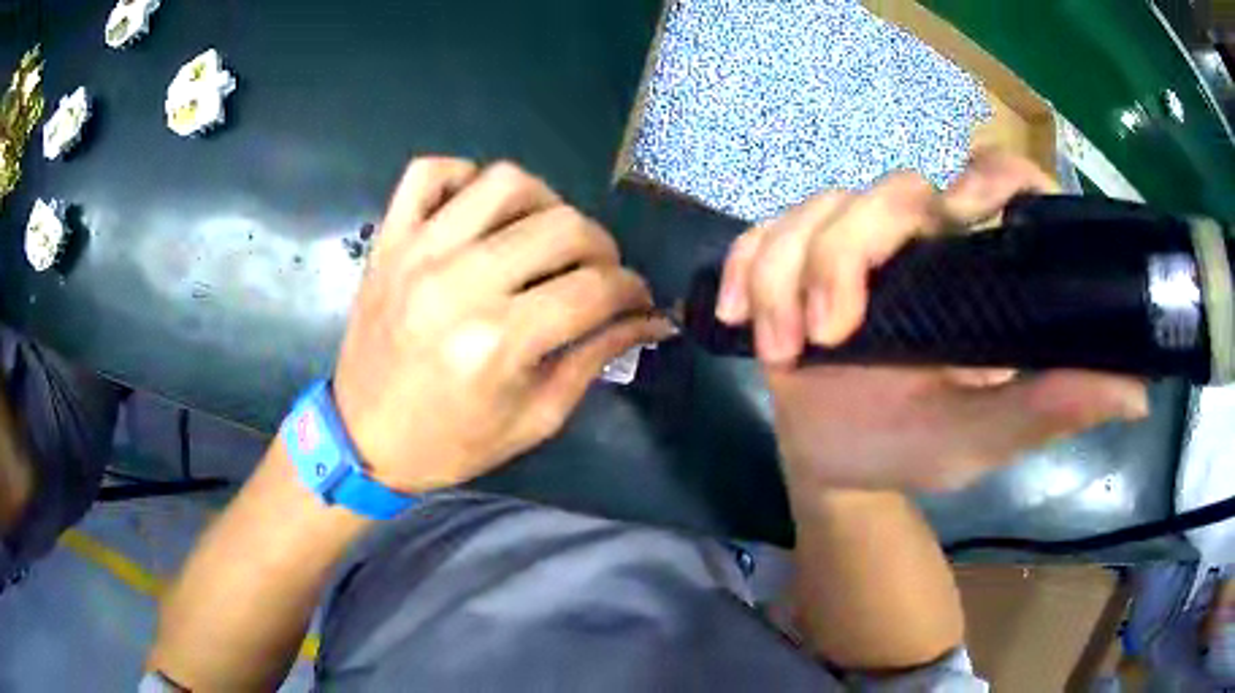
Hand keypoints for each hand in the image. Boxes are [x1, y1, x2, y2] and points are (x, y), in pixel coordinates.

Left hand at [333, 158, 671, 492]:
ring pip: (505, 182)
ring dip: (544, 202)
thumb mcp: (535, 418)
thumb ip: (595, 358)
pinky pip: (430, 172)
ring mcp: (417, 252)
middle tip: (597, 273)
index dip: (632, 290)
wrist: (363, 440)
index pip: (594, 289)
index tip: (637, 299)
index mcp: (497, 343)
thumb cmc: (451, 443)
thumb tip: (651, 319)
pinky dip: (464, 177)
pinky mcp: (389, 240)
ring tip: (542, 237)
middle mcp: (458, 284)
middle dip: (601, 248)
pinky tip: (480, 212)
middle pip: (562, 226)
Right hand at [715, 151, 1149, 490]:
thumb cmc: (915, 447)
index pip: (997, 186)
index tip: (970, 209)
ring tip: (782, 350)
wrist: (838, 465)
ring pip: (813, 210)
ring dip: (784, 275)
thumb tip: (1137, 394)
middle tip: (831, 333)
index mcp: (972, 269)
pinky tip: (733, 317)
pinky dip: (740, 271)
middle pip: (887, 192)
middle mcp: (917, 241)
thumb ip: (1052, 409)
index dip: (993, 178)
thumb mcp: (988, 435)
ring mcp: (849, 246)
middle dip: (846, 254)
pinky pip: (758, 237)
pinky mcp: (791, 261)